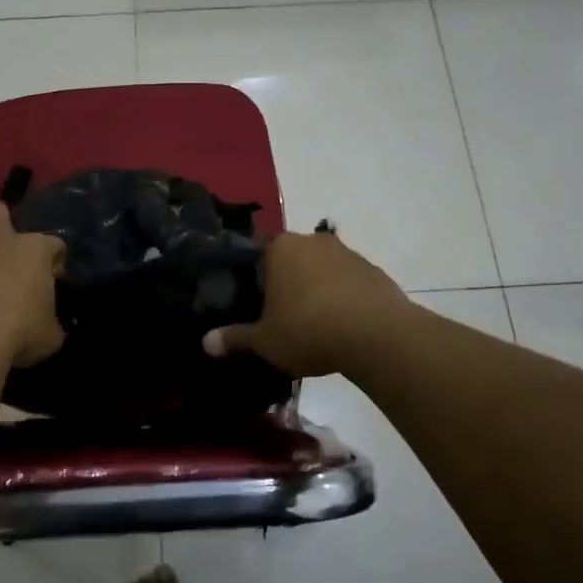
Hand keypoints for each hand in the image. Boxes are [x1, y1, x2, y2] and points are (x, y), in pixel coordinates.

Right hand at [203, 228, 408, 376]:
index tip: (258, 308)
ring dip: (317, 290)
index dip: (255, 283)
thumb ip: (235, 338)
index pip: (258, 257)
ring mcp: (347, 252)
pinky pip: (349, 283)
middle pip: (291, 261)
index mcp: (280, 248)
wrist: (377, 335)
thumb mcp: (265, 341)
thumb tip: (205, 342)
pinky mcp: (373, 270)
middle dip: (287, 284)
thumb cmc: (308, 329)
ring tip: (315, 327)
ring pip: (321, 270)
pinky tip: (343, 327)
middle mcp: (312, 240)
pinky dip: (344, 299)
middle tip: (283, 318)